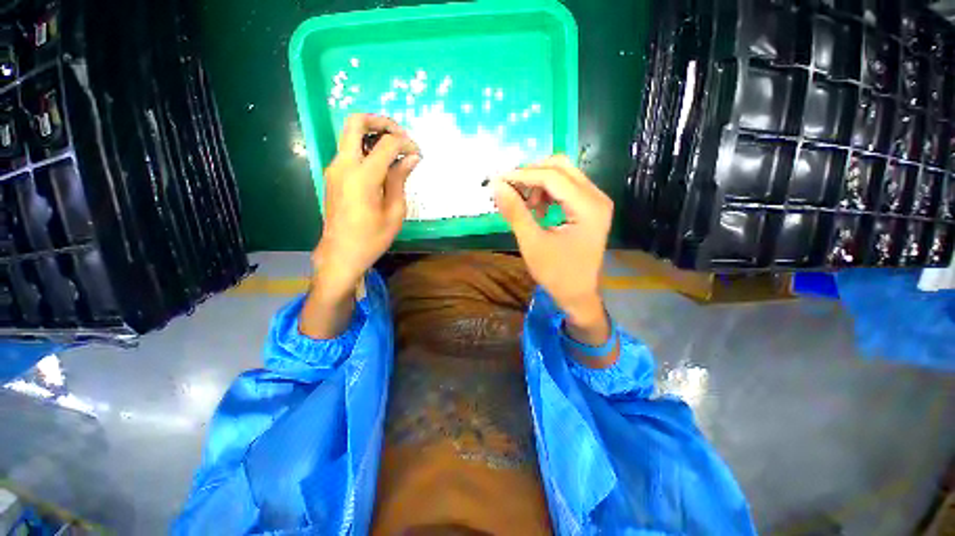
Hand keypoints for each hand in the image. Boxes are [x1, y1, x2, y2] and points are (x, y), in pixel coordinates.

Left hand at [312, 114, 420, 301]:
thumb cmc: (372, 238)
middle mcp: (344, 165)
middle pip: (356, 122)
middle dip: (381, 122)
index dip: (406, 143)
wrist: (341, 254)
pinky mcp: (333, 175)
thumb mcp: (394, 212)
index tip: (418, 154)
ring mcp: (334, 168)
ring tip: (395, 149)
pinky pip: (349, 150)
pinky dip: (366, 147)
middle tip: (400, 134)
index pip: (387, 144)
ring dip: (372, 133)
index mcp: (362, 176)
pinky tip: (382, 163)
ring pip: (349, 133)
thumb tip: (412, 158)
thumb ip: (400, 180)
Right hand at [492, 156, 613, 346]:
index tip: (497, 180)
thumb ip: (515, 211)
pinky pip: (566, 187)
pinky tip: (536, 208)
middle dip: (531, 173)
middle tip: (509, 188)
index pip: (551, 176)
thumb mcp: (532, 243)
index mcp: (587, 206)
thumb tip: (496, 185)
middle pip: (561, 167)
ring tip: (524, 204)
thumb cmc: (557, 274)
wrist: (578, 295)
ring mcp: (596, 201)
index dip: (522, 175)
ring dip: (539, 182)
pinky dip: (547, 192)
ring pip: (563, 174)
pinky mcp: (590, 208)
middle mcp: (597, 197)